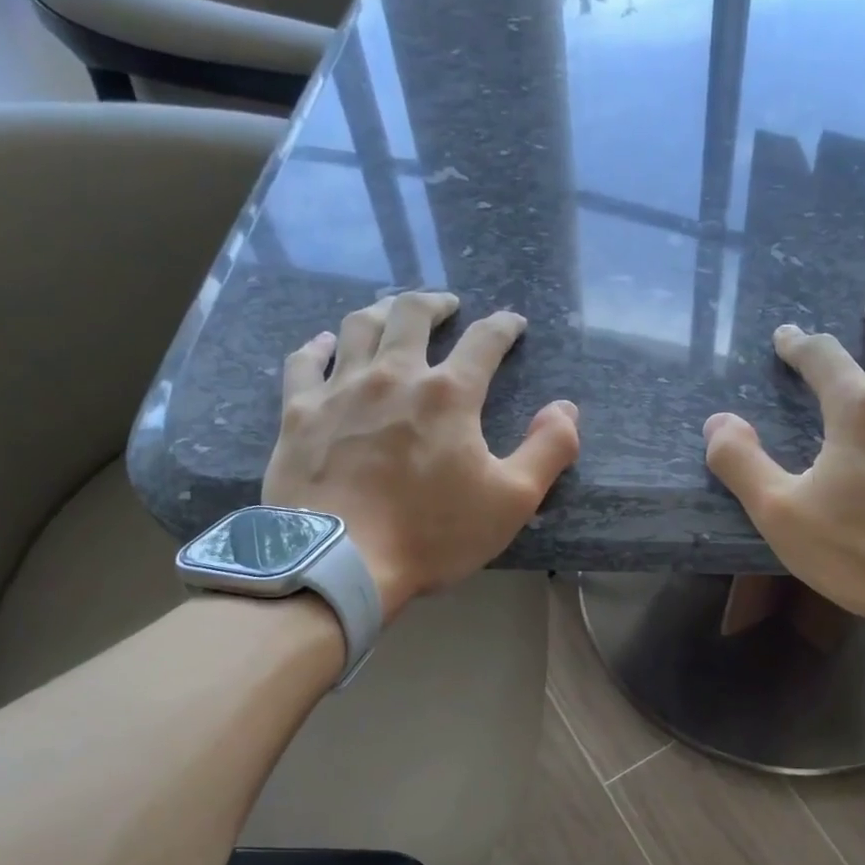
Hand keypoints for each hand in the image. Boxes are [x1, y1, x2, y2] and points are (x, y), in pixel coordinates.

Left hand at [263, 291, 579, 619]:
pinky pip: (304, 362)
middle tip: (446, 305)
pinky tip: (324, 343)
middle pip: (412, 315)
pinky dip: (317, 346)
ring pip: (359, 326)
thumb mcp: (512, 500)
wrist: (339, 562)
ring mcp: (340, 390)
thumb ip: (549, 449)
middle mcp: (393, 376)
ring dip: (381, 311)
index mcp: (448, 395)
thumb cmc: (431, 533)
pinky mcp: (299, 413)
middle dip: (435, 303)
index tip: (512, 322)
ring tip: (392, 312)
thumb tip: (565, 407)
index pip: (484, 341)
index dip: (503, 326)